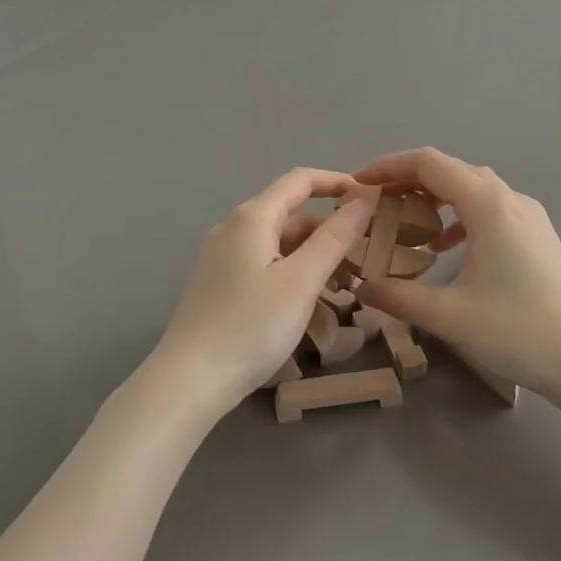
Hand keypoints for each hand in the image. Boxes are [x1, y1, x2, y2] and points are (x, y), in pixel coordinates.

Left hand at [148, 169, 373, 416]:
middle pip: (291, 213)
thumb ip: (334, 238)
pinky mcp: (220, 282)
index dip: (337, 182)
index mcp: (252, 218)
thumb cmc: (250, 327)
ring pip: (280, 242)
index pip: (300, 180)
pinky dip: (293, 273)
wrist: (189, 381)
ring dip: (314, 256)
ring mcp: (223, 256)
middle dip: (330, 229)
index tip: (371, 198)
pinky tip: (311, 304)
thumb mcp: (301, 281)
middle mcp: (234, 228)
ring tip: (345, 287)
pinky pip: (265, 264)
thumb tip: (362, 201)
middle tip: (365, 255)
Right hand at [351, 148, 560, 398]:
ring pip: (472, 188)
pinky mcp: (538, 236)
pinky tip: (447, 247)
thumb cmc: (519, 331)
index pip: (428, 163)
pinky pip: (490, 208)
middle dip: (408, 180)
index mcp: (487, 204)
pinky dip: (459, 216)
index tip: (358, 185)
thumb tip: (362, 287)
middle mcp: (509, 198)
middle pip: (450, 170)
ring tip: (405, 221)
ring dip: (435, 197)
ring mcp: (529, 216)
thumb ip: (398, 297)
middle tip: (375, 204)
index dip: (388, 167)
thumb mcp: (448, 316)